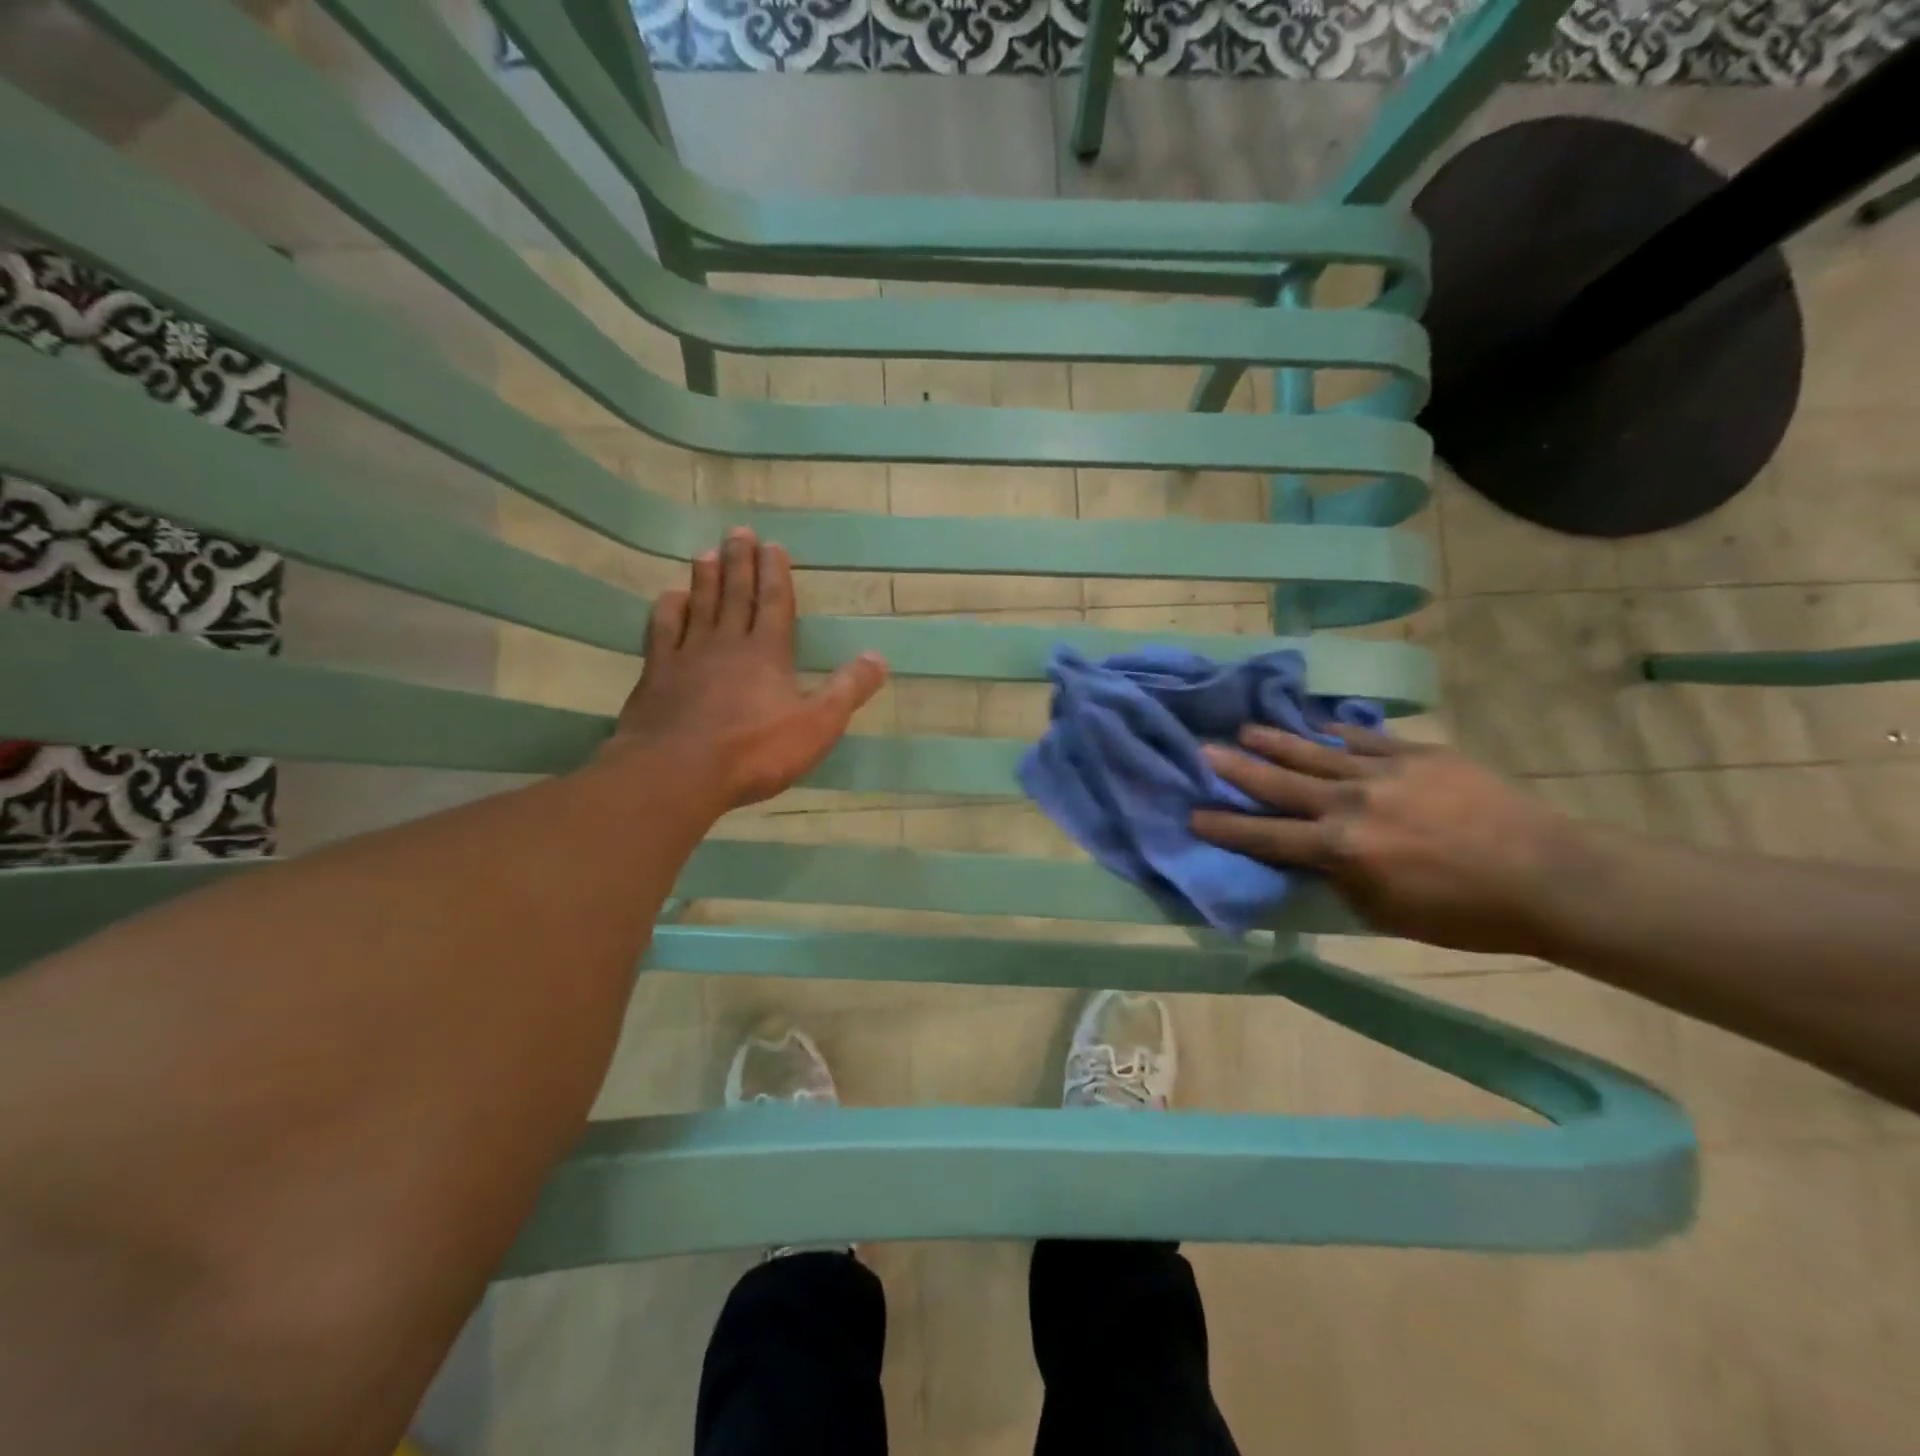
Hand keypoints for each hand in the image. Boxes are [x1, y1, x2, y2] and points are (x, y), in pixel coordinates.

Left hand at [605, 527, 887, 812]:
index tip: (773, 546)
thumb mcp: (817, 726)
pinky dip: (668, 610)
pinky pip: (662, 631)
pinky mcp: (657, 674)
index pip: (775, 603)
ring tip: (708, 553)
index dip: (775, 574)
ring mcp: (688, 656)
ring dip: (706, 578)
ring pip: (699, 605)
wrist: (678, 772)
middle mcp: (728, 643)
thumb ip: (847, 690)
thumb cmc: (754, 752)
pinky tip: (671, 598)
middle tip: (739, 532)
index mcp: (768, 653)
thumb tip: (878, 658)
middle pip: (736, 594)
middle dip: (740, 563)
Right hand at [1192, 726, 1588, 954]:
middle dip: (1236, 768)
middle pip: (1279, 783)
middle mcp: (1351, 803)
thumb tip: (1305, 856)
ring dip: (1275, 741)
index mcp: (1341, 849)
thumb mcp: (1385, 913)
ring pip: (1314, 752)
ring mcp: (1383, 772)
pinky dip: (1334, 734)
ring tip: (1244, 728)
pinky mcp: (1417, 754)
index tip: (1192, 814)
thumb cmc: (1464, 913)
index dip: (1225, 826)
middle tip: (1202, 750)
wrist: (1550, 876)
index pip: (1266, 835)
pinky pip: (1363, 739)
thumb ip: (1336, 880)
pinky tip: (1315, 725)